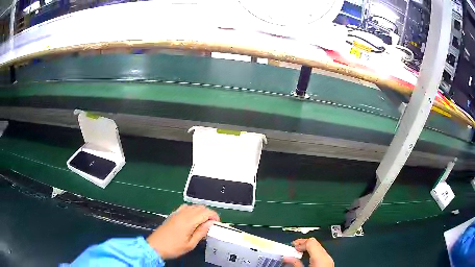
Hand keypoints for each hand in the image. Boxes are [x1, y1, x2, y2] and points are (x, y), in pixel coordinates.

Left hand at [147, 204, 219, 259]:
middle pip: (200, 207)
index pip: (206, 212)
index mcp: (188, 221)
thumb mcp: (190, 244)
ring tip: (203, 222)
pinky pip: (185, 207)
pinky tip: (192, 219)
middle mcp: (183, 213)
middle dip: (209, 213)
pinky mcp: (172, 214)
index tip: (217, 224)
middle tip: (211, 224)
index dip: (214, 216)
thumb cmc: (173, 247)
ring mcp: (176, 213)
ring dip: (201, 212)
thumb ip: (201, 232)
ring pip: (193, 206)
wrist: (155, 246)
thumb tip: (211, 223)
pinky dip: (192, 210)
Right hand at [283, 238, 333, 266]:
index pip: (311, 242)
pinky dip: (312, 254)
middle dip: (303, 245)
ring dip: (307, 249)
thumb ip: (295, 263)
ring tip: (297, 254)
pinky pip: (320, 254)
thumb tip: (286, 257)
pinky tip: (305, 259)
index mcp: (321, 258)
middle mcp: (326, 256)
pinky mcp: (328, 263)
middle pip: (315, 243)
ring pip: (318, 248)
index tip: (291, 249)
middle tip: (293, 250)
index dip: (300, 243)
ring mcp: (329, 260)